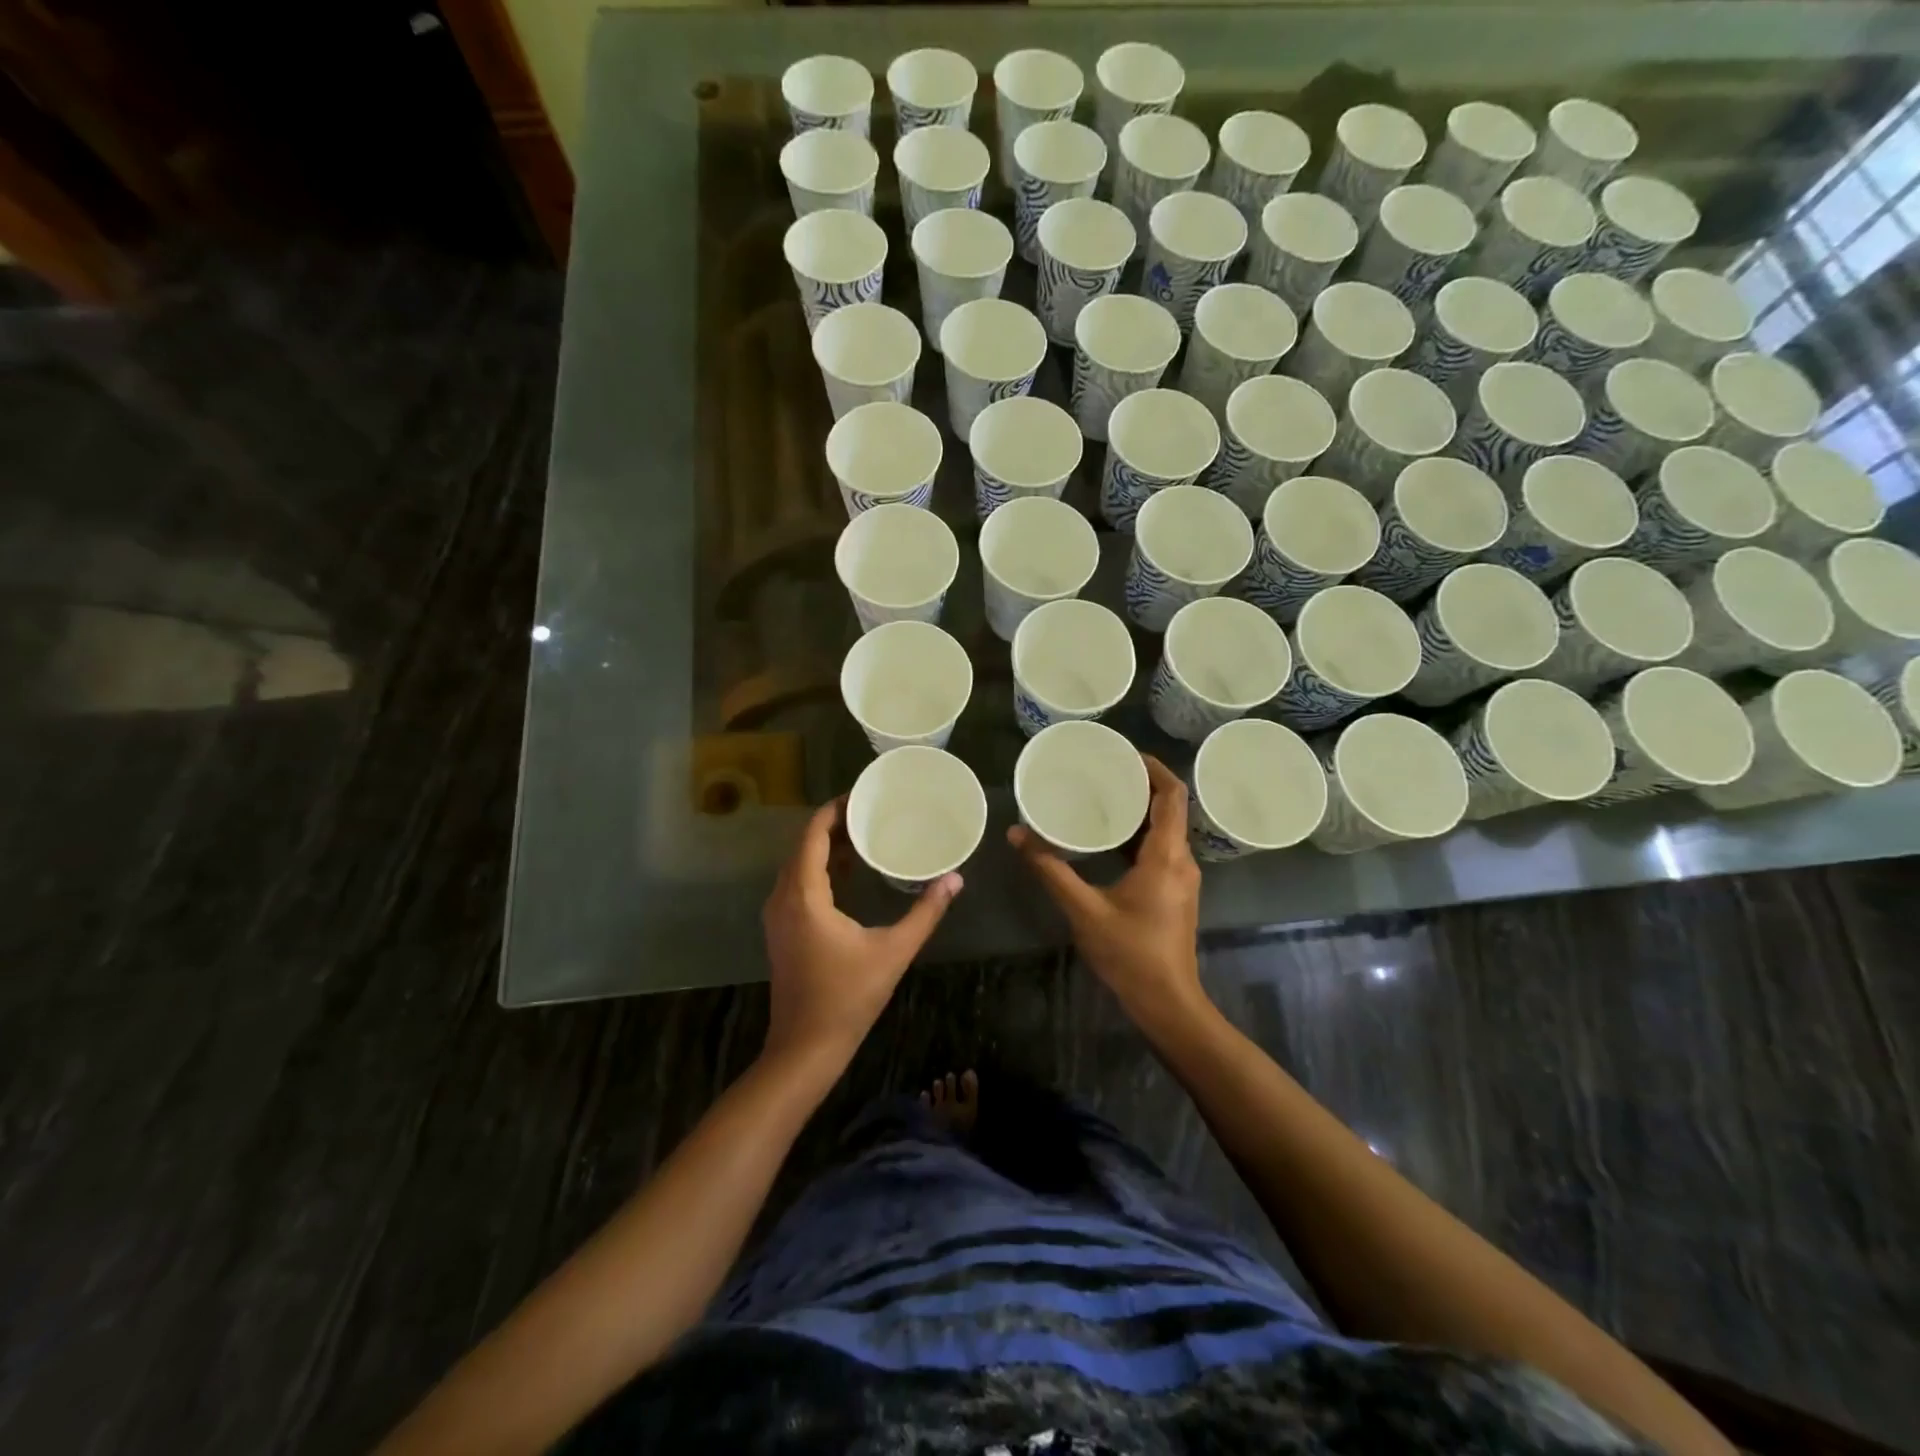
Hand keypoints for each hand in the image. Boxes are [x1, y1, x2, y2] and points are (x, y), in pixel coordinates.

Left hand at [761, 798, 960, 1070]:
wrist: (805, 1047)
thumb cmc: (848, 997)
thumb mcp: (893, 951)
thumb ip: (925, 912)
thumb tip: (955, 879)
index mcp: (804, 894)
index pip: (812, 834)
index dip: (834, 809)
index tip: (862, 795)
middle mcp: (783, 897)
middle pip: (803, 845)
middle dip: (834, 824)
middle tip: (870, 811)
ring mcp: (778, 915)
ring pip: (798, 865)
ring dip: (825, 846)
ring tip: (863, 834)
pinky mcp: (781, 930)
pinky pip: (796, 883)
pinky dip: (818, 868)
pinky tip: (848, 872)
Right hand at [1007, 754, 1205, 1025]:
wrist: (1166, 1002)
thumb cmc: (1129, 953)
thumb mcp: (1083, 909)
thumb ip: (1050, 869)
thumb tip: (1017, 833)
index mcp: (1166, 855)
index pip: (1172, 795)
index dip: (1153, 767)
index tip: (1124, 753)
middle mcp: (1182, 860)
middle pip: (1170, 808)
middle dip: (1140, 785)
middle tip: (1103, 771)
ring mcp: (1182, 878)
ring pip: (1165, 830)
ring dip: (1139, 811)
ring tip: (1102, 797)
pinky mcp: (1175, 893)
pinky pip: (1160, 850)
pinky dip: (1138, 835)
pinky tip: (1108, 839)